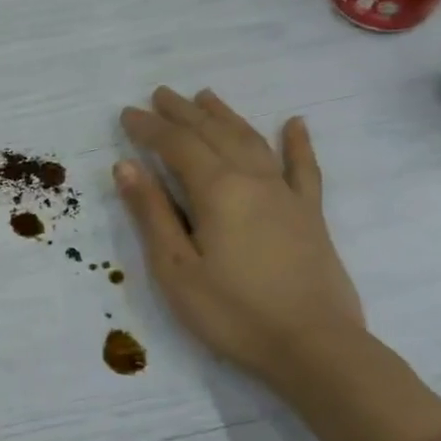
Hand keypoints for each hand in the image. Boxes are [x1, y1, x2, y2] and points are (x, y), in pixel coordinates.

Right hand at [116, 88, 363, 386]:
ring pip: (253, 141)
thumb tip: (127, 165)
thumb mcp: (176, 268)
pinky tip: (295, 123)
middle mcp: (253, 179)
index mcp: (216, 191)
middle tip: (160, 94)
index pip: (176, 146)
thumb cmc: (232, 312)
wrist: (313, 346)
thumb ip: (151, 213)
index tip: (127, 114)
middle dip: (184, 112)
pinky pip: (304, 168)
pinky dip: (298, 143)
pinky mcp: (310, 215)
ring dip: (226, 116)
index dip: (150, 128)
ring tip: (206, 97)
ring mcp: (287, 194)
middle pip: (214, 134)